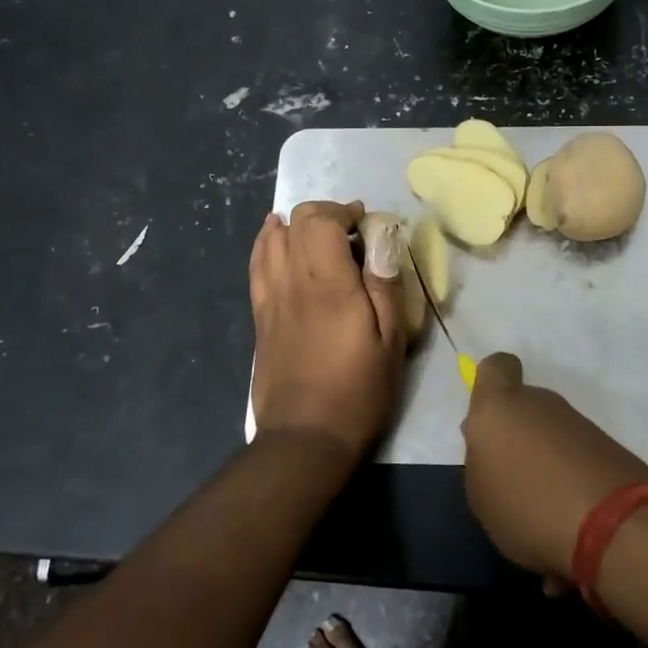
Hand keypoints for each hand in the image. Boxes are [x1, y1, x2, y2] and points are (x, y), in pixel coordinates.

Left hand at [249, 200, 405, 460]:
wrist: (305, 436)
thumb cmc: (358, 389)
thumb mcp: (391, 339)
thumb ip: (386, 283)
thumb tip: (382, 237)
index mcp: (328, 283)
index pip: (321, 220)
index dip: (343, 210)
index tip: (364, 221)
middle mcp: (292, 281)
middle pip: (296, 222)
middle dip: (324, 214)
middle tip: (350, 232)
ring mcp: (270, 298)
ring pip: (271, 239)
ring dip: (295, 226)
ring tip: (316, 233)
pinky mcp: (260, 316)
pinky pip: (256, 265)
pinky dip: (266, 244)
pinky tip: (275, 240)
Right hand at [461, 353, 647, 579]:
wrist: (613, 524)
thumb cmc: (527, 504)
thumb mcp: (480, 494)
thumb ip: (481, 461)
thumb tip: (493, 443)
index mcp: (500, 406)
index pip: (496, 368)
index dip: (491, 384)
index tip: (490, 417)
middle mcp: (541, 404)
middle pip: (525, 409)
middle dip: (519, 439)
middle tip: (512, 482)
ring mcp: (579, 425)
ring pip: (552, 438)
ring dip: (546, 468)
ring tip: (541, 520)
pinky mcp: (609, 448)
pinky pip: (577, 463)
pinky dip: (571, 488)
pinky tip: (569, 533)